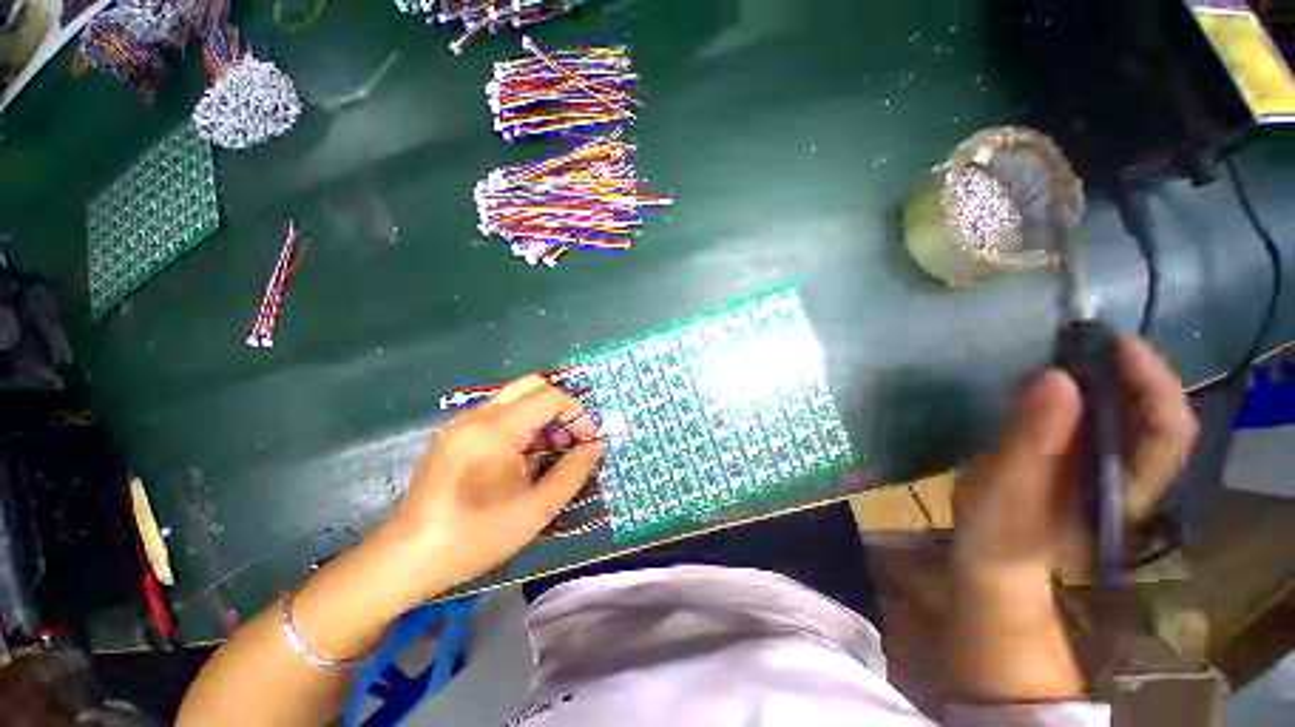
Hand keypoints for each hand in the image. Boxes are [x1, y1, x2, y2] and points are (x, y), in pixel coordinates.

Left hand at [387, 375, 603, 603]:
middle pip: (531, 386)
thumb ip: (573, 472)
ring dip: (540, 418)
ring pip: (515, 399)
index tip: (586, 442)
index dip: (577, 413)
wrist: (409, 558)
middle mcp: (477, 416)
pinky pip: (497, 414)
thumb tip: (596, 446)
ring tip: (546, 454)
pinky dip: (520, 426)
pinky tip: (519, 459)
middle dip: (559, 410)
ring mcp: (461, 423)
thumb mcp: (537, 509)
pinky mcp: (453, 434)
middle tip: (567, 441)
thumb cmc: (477, 536)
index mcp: (496, 430)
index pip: (550, 396)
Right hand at [953, 337, 1198, 587]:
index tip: (1118, 346)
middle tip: (1083, 341)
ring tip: (1060, 356)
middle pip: (1152, 412)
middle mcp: (1127, 473)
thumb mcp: (1007, 491)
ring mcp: (1104, 464)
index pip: (1166, 433)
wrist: (991, 554)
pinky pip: (1088, 411)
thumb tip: (1055, 379)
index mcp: (1124, 492)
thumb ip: (1031, 441)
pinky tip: (1040, 383)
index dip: (1154, 384)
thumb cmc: (998, 533)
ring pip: (1123, 408)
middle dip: (1127, 370)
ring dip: (1099, 374)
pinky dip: (1070, 387)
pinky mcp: (1078, 455)